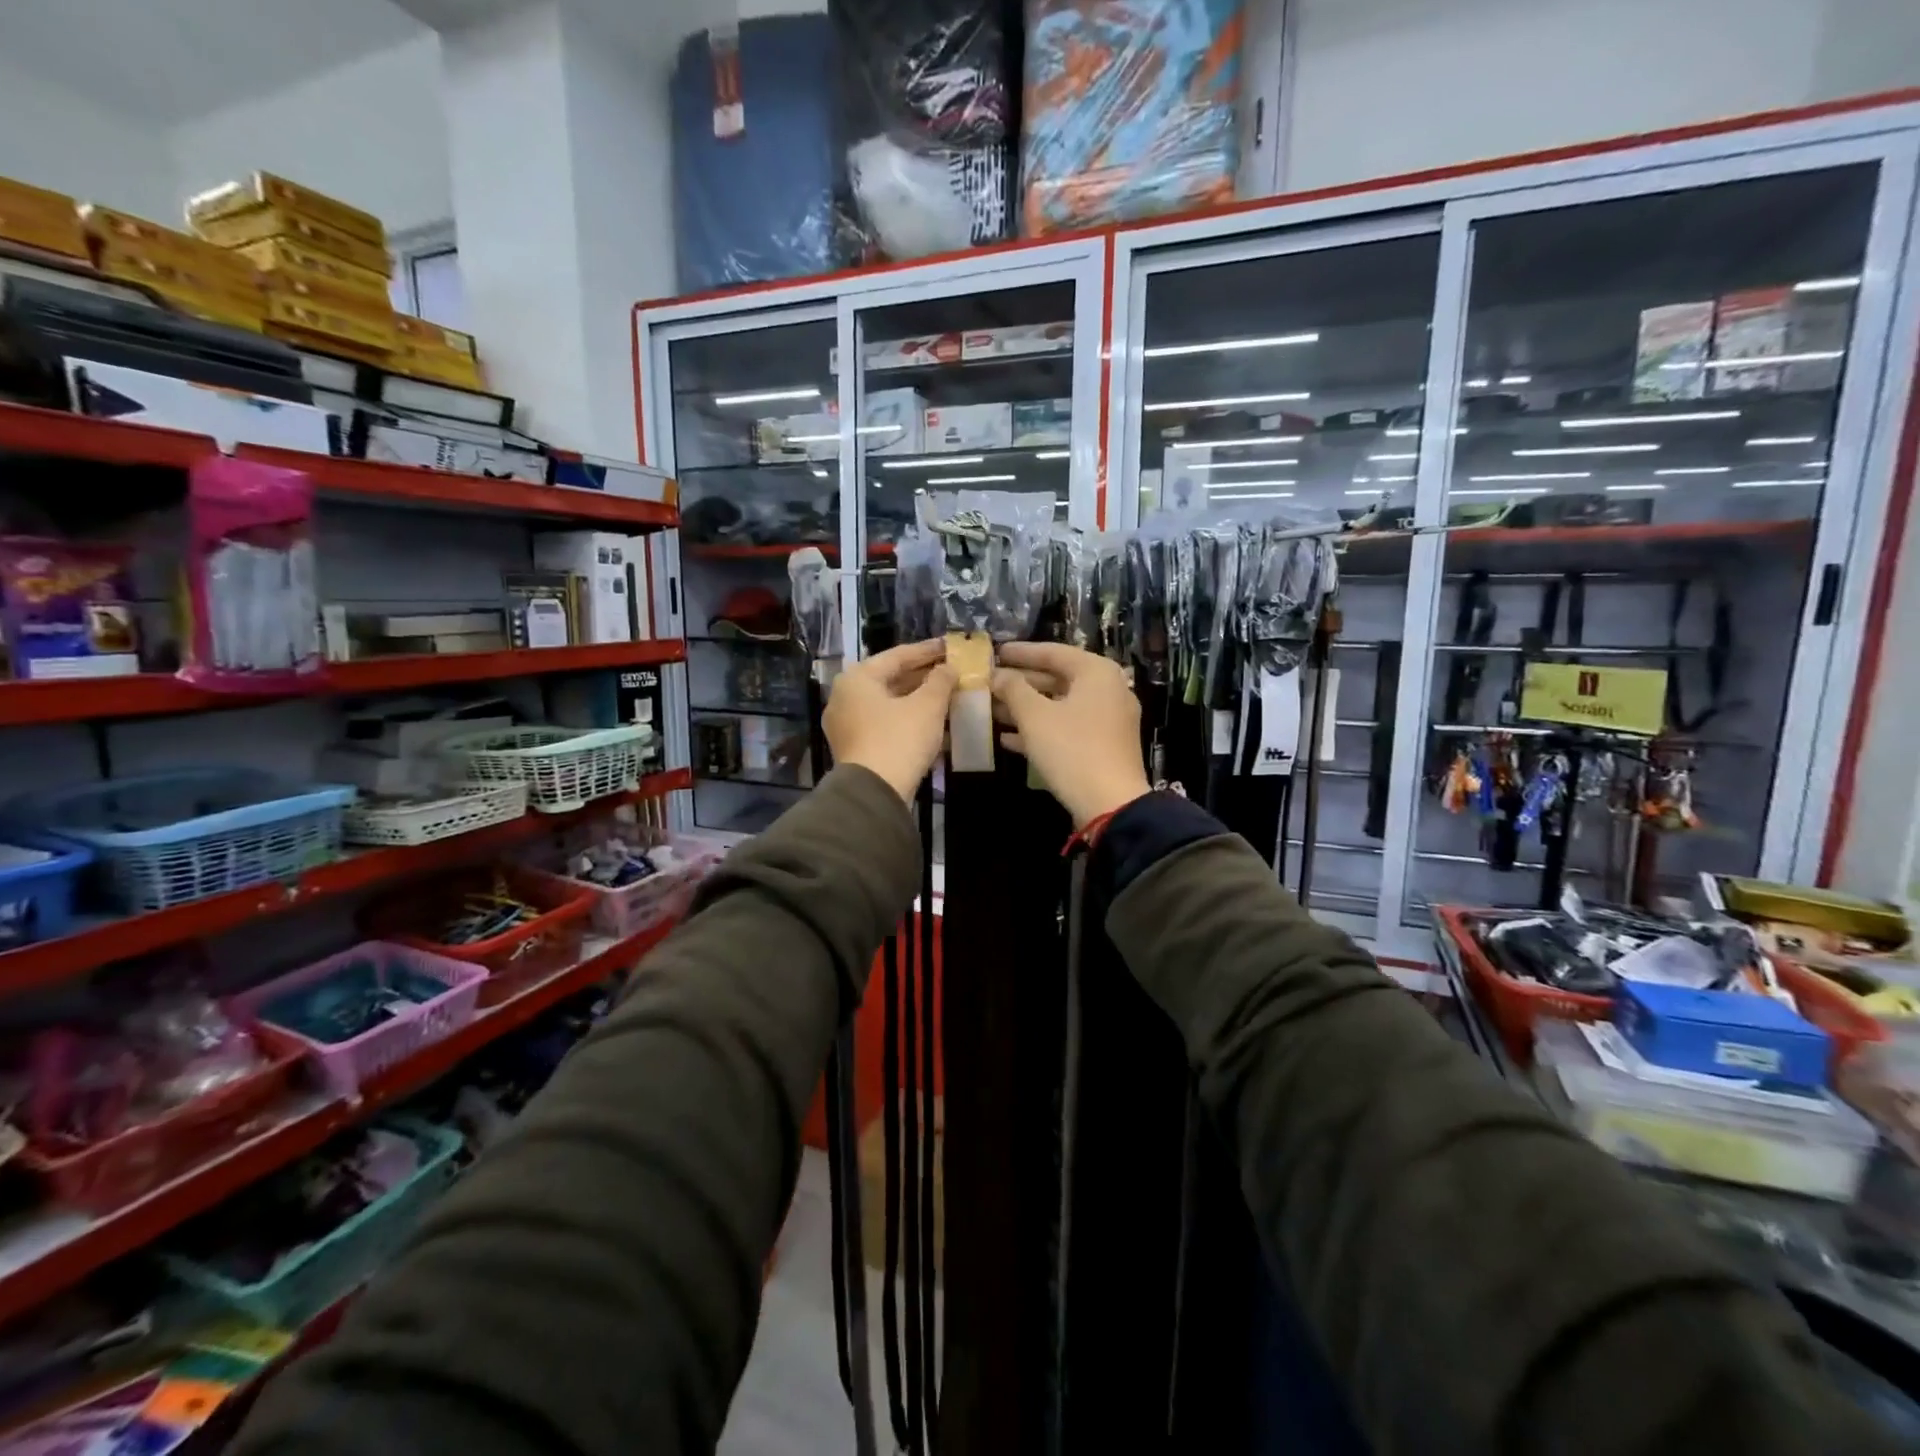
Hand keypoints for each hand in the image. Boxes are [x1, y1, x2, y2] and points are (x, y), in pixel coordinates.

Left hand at [825, 639, 955, 801]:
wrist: (874, 793)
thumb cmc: (899, 739)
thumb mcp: (928, 705)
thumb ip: (941, 680)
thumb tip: (948, 668)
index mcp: (858, 678)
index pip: (897, 655)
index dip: (928, 651)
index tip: (951, 647)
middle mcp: (845, 697)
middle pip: (891, 679)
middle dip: (924, 677)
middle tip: (952, 672)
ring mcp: (847, 724)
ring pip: (889, 704)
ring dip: (919, 701)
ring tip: (949, 697)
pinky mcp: (855, 748)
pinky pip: (886, 725)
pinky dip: (909, 721)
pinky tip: (935, 725)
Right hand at [992, 643, 1150, 828]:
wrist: (1110, 804)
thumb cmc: (1072, 749)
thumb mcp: (1035, 716)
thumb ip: (1013, 689)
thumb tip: (997, 675)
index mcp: (1096, 672)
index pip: (1053, 652)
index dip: (1020, 653)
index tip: (994, 653)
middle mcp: (1108, 689)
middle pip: (1057, 678)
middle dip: (1020, 683)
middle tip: (989, 683)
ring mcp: (1108, 719)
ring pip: (1059, 705)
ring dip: (1025, 708)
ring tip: (991, 710)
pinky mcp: (1103, 745)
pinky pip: (1067, 727)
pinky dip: (1041, 729)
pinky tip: (1008, 738)